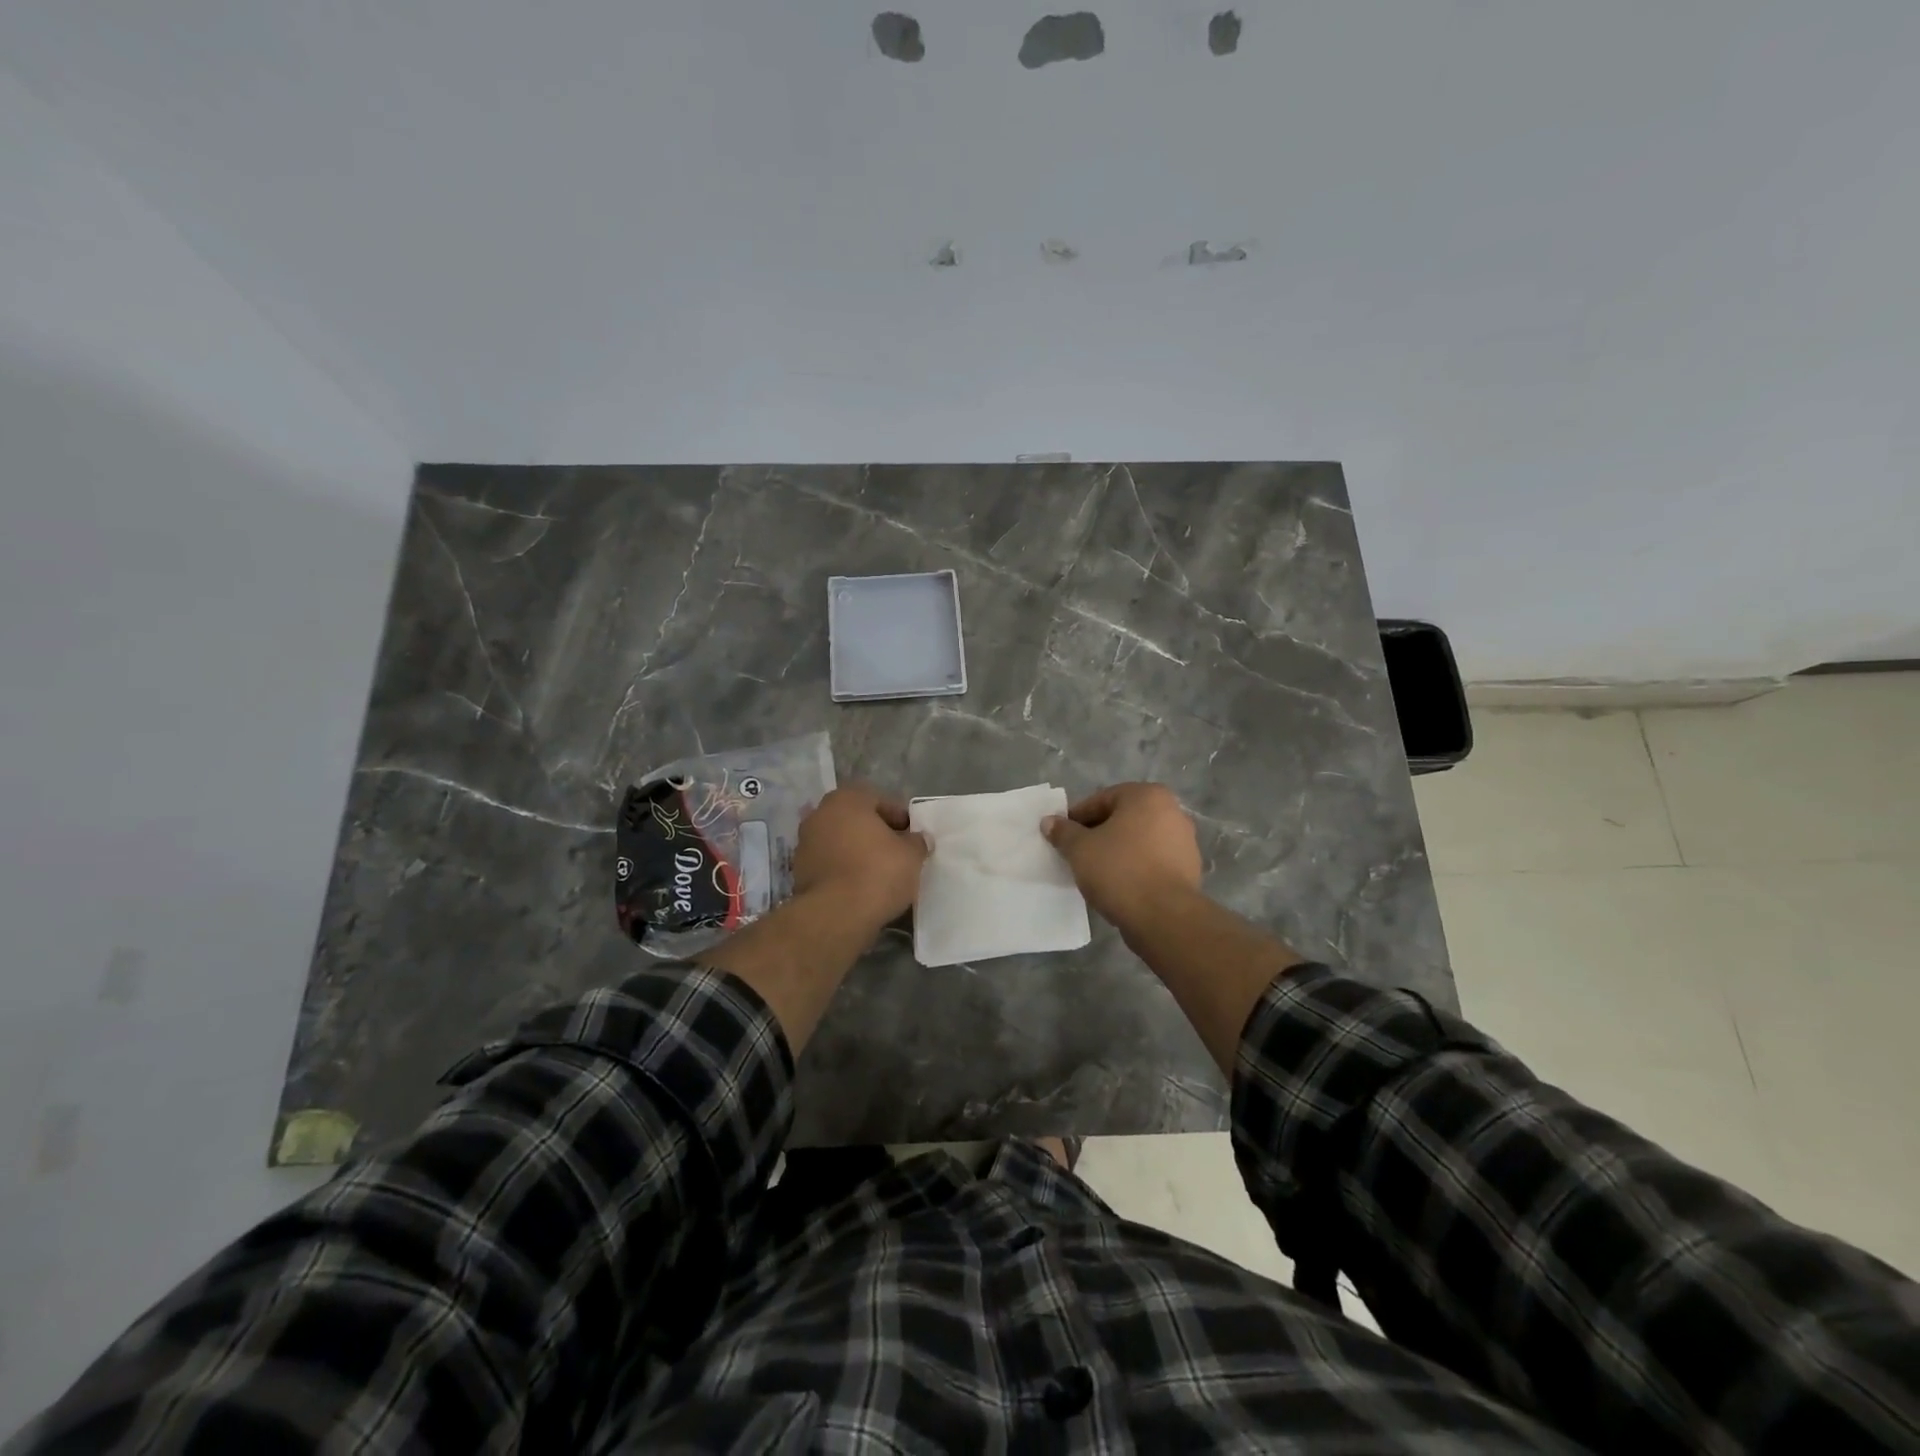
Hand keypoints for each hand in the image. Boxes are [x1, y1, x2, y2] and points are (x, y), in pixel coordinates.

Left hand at [792, 784, 928, 929]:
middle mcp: (820, 814)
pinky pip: (830, 864)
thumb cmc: (877, 872)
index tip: (912, 836)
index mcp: (846, 800)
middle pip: (856, 820)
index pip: (878, 800)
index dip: (899, 817)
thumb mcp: (911, 855)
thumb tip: (918, 839)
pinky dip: (843, 870)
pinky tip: (861, 887)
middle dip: (875, 833)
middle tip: (897, 852)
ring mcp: (805, 843)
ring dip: (857, 852)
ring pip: (840, 842)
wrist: (836, 914)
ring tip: (880, 873)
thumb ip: (917, 842)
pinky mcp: (798, 872)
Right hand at [1042, 782, 1202, 931]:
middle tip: (1076, 854)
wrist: (1164, 917)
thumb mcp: (1080, 849)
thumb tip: (1049, 821)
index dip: (1077, 818)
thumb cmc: (1119, 871)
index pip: (1102, 799)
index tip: (1062, 837)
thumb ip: (1063, 832)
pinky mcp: (1189, 869)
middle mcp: (1172, 811)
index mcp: (1147, 796)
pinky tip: (1119, 885)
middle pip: (1122, 818)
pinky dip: (1135, 868)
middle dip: (1098, 833)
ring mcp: (1184, 841)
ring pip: (1138, 841)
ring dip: (1117, 851)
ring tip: (1096, 872)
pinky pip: (1152, 861)